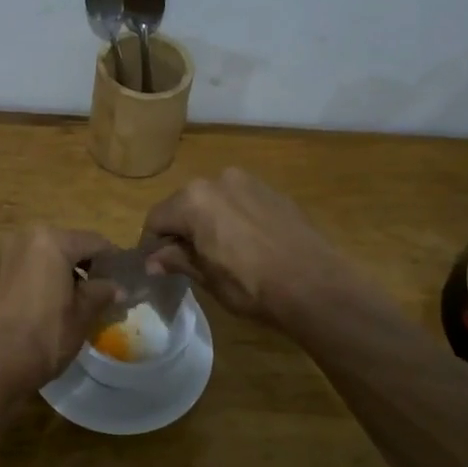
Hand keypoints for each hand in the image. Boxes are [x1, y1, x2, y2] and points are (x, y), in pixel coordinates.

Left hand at [0, 228, 119, 393]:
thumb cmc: (44, 336)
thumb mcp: (82, 314)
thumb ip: (102, 293)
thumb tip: (120, 288)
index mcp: (51, 241)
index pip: (94, 242)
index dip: (114, 260)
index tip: (127, 280)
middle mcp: (26, 237)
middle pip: (69, 245)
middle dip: (89, 265)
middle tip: (106, 291)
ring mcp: (7, 254)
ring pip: (49, 255)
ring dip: (67, 271)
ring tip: (83, 300)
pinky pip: (31, 267)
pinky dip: (46, 277)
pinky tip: (57, 302)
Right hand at [142, 169, 351, 325]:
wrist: (315, 285)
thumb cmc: (251, 285)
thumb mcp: (207, 277)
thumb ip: (177, 261)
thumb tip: (152, 261)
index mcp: (193, 200)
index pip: (156, 219)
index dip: (153, 245)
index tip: (159, 266)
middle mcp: (218, 180)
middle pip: (184, 204)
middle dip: (182, 229)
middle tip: (189, 260)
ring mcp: (249, 182)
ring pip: (214, 200)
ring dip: (209, 221)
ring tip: (222, 252)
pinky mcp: (274, 192)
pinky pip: (241, 202)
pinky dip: (235, 218)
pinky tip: (248, 245)